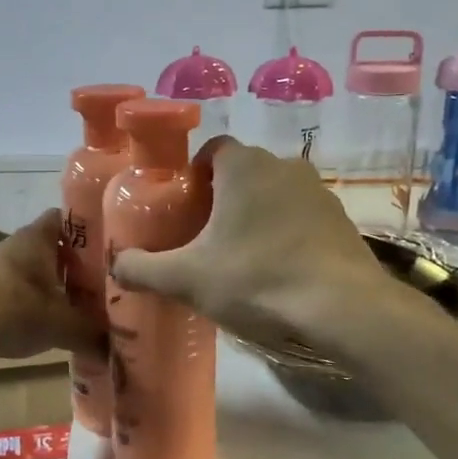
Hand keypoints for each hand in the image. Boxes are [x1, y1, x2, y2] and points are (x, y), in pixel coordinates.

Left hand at [0, 210, 104, 360]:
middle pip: (53, 247)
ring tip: (78, 307)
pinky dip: (32, 300)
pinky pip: (17, 287)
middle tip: (103, 285)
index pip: (68, 219)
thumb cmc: (12, 310)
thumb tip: (117, 351)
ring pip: (34, 269)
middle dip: (77, 265)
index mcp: (37, 238)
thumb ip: (92, 335)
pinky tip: (44, 322)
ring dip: (53, 285)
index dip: (90, 230)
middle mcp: (15, 245)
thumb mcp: (60, 325)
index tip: (111, 248)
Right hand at [110, 138, 388, 348]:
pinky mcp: (342, 221)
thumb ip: (144, 268)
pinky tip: (278, 272)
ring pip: (274, 195)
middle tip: (203, 238)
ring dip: (256, 217)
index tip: (183, 209)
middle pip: (242, 173)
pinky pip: (302, 218)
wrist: (341, 308)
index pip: (211, 150)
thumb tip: (115, 264)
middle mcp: (284, 166)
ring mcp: (319, 192)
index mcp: (244, 166)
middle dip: (222, 200)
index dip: (192, 176)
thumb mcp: (187, 279)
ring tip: (241, 259)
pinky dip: (286, 235)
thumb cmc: (256, 279)